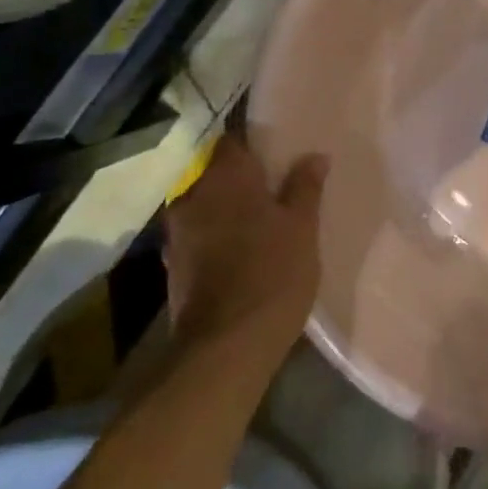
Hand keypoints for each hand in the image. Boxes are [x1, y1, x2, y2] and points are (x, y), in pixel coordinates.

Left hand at [160, 126, 328, 356]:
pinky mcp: (173, 266)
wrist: (224, 348)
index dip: (254, 144)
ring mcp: (178, 232)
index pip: (233, 140)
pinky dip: (216, 237)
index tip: (276, 154)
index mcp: (226, 177)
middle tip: (274, 189)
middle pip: (217, 173)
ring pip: (206, 206)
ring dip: (227, 210)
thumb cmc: (272, 274)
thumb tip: (314, 156)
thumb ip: (305, 187)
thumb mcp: (303, 227)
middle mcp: (193, 195)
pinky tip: (239, 252)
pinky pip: (199, 236)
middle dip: (241, 179)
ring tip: (259, 222)